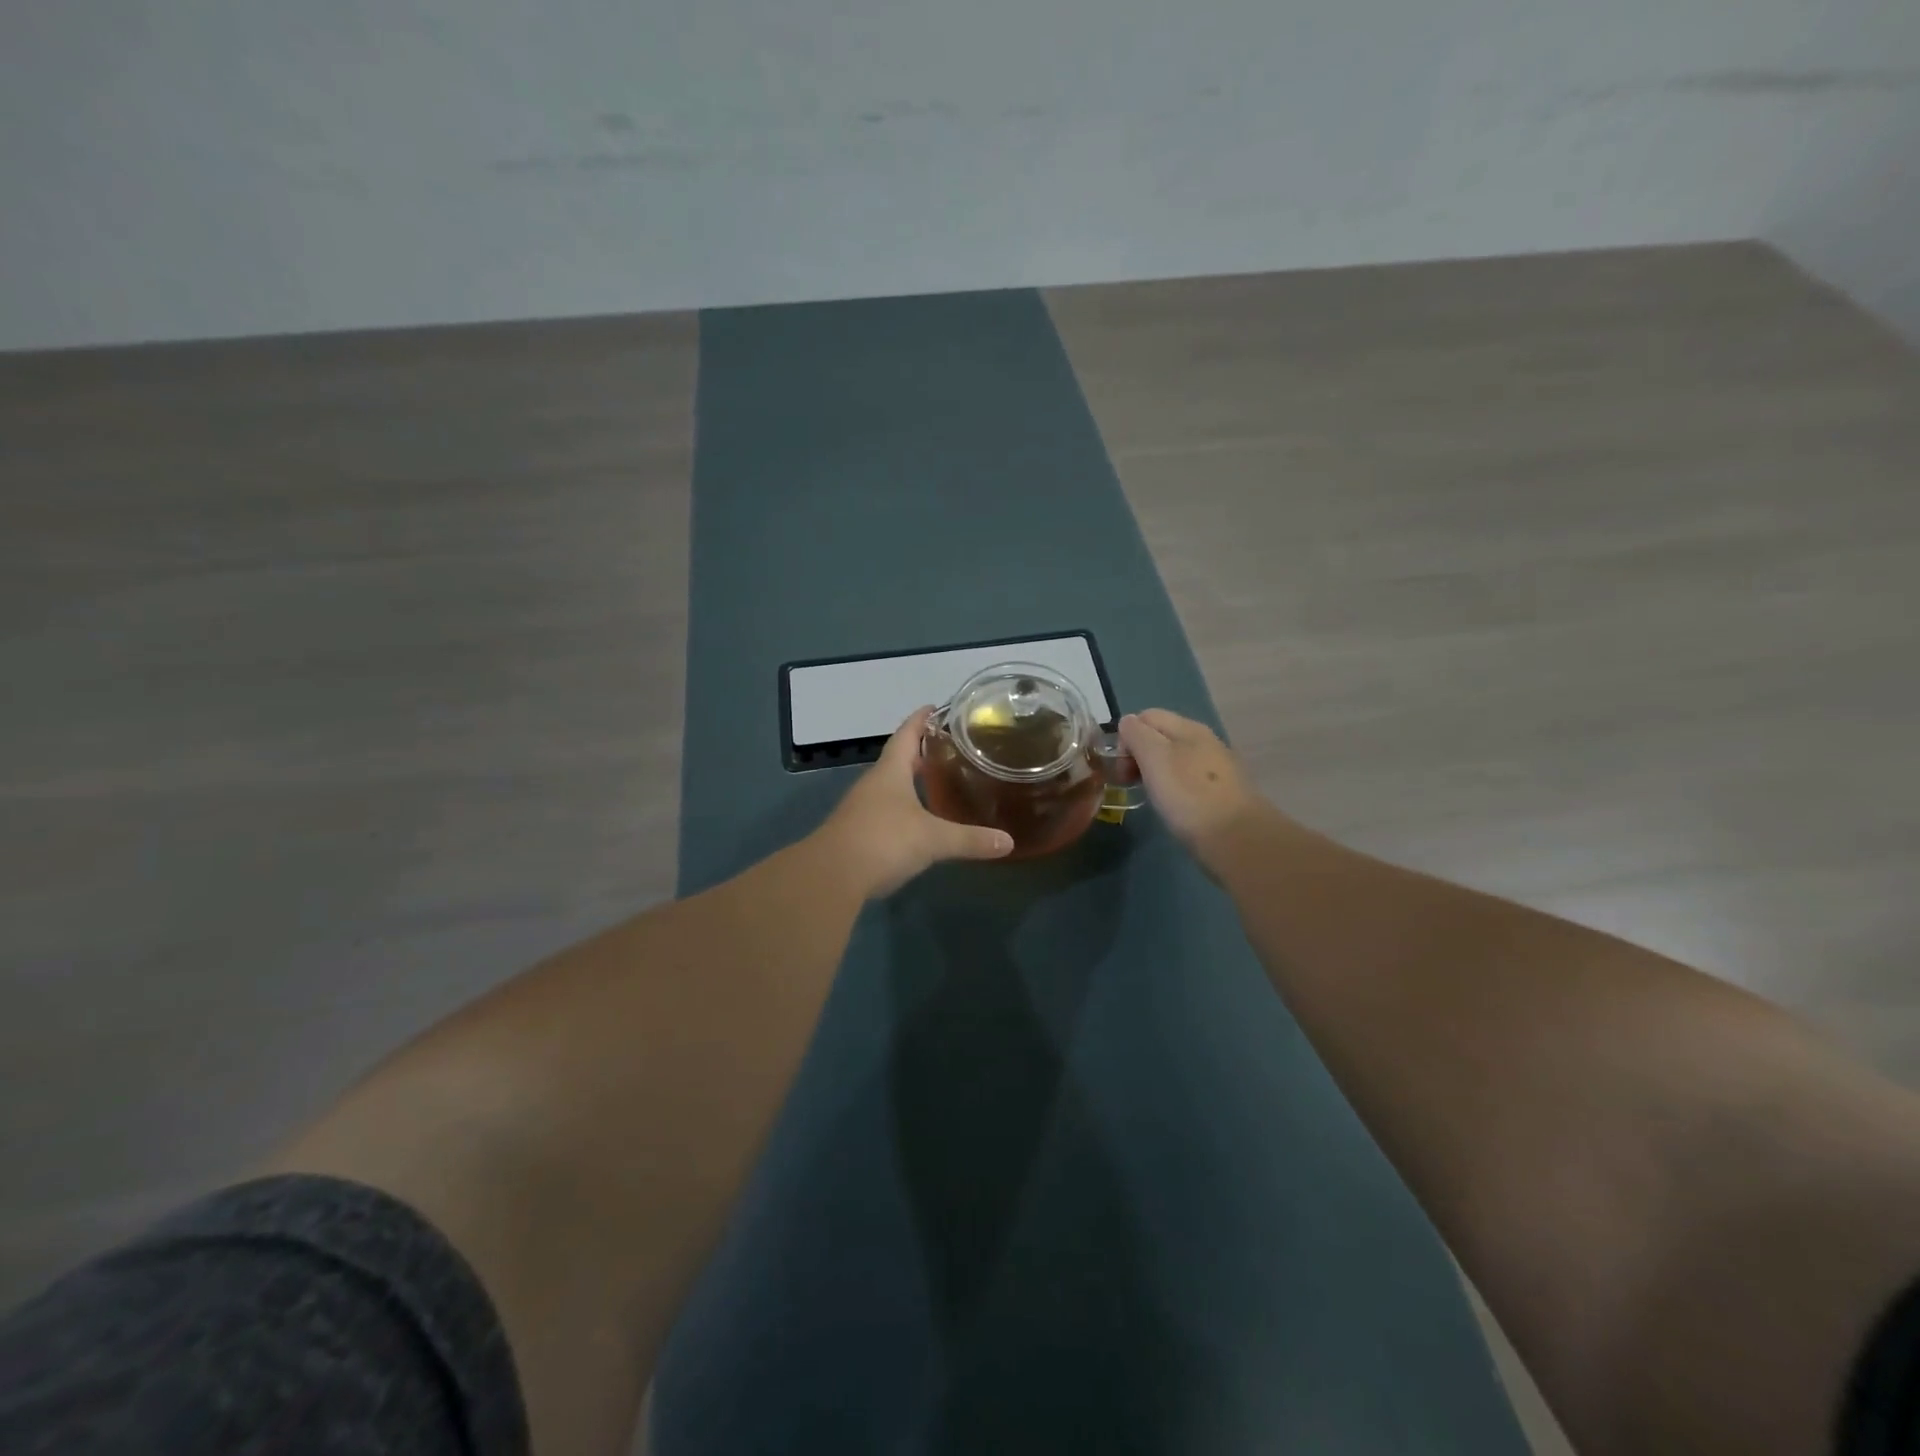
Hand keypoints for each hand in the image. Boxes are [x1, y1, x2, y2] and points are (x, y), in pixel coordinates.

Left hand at [817, 708, 1015, 898]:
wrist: (832, 876)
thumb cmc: (884, 841)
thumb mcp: (933, 839)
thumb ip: (970, 839)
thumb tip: (1009, 841)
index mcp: (890, 772)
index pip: (906, 735)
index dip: (920, 720)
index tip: (934, 707)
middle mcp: (873, 785)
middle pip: (896, 760)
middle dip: (919, 752)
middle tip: (947, 748)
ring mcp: (862, 809)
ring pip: (889, 787)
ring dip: (910, 782)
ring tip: (937, 782)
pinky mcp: (857, 834)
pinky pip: (884, 812)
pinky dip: (903, 809)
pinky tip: (918, 822)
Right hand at [1118, 709, 1267, 858]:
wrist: (1236, 838)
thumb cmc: (1188, 794)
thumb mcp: (1154, 757)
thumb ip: (1136, 734)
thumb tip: (1128, 723)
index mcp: (1187, 727)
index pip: (1145, 716)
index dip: (1126, 737)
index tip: (1122, 767)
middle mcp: (1204, 740)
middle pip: (1159, 737)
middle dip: (1138, 755)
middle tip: (1130, 783)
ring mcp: (1215, 766)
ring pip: (1173, 759)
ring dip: (1154, 773)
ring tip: (1150, 796)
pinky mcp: (1221, 791)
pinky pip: (1187, 779)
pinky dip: (1173, 788)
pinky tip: (1173, 807)